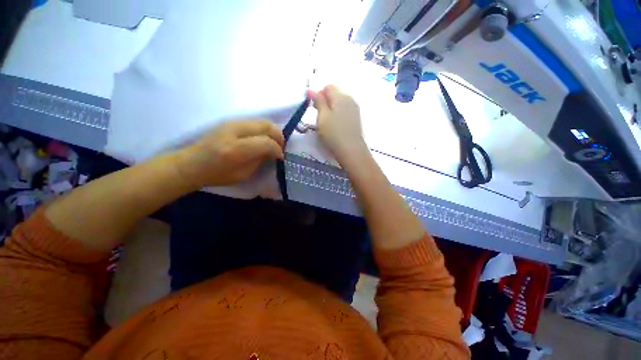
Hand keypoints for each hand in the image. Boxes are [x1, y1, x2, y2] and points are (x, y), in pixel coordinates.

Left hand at [174, 119, 284, 187]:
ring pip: (263, 121)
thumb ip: (260, 160)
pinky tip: (263, 138)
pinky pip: (255, 122)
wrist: (192, 163)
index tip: (281, 157)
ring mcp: (232, 122)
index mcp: (236, 150)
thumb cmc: (217, 174)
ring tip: (274, 142)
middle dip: (278, 137)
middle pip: (267, 126)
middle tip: (281, 147)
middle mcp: (234, 131)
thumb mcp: (243, 174)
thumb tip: (274, 152)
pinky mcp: (231, 121)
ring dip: (273, 132)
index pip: (266, 143)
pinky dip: (264, 129)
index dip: (277, 149)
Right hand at [308, 85, 366, 161]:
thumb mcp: (322, 116)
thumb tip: (311, 90)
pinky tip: (335, 126)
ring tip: (327, 123)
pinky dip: (338, 115)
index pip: (328, 87)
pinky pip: (345, 111)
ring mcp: (355, 109)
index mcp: (341, 96)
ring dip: (331, 109)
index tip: (314, 108)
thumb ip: (318, 101)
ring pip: (340, 103)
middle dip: (325, 102)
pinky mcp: (356, 119)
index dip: (319, 95)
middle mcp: (350, 99)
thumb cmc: (334, 133)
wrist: (351, 150)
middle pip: (335, 94)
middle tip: (319, 116)